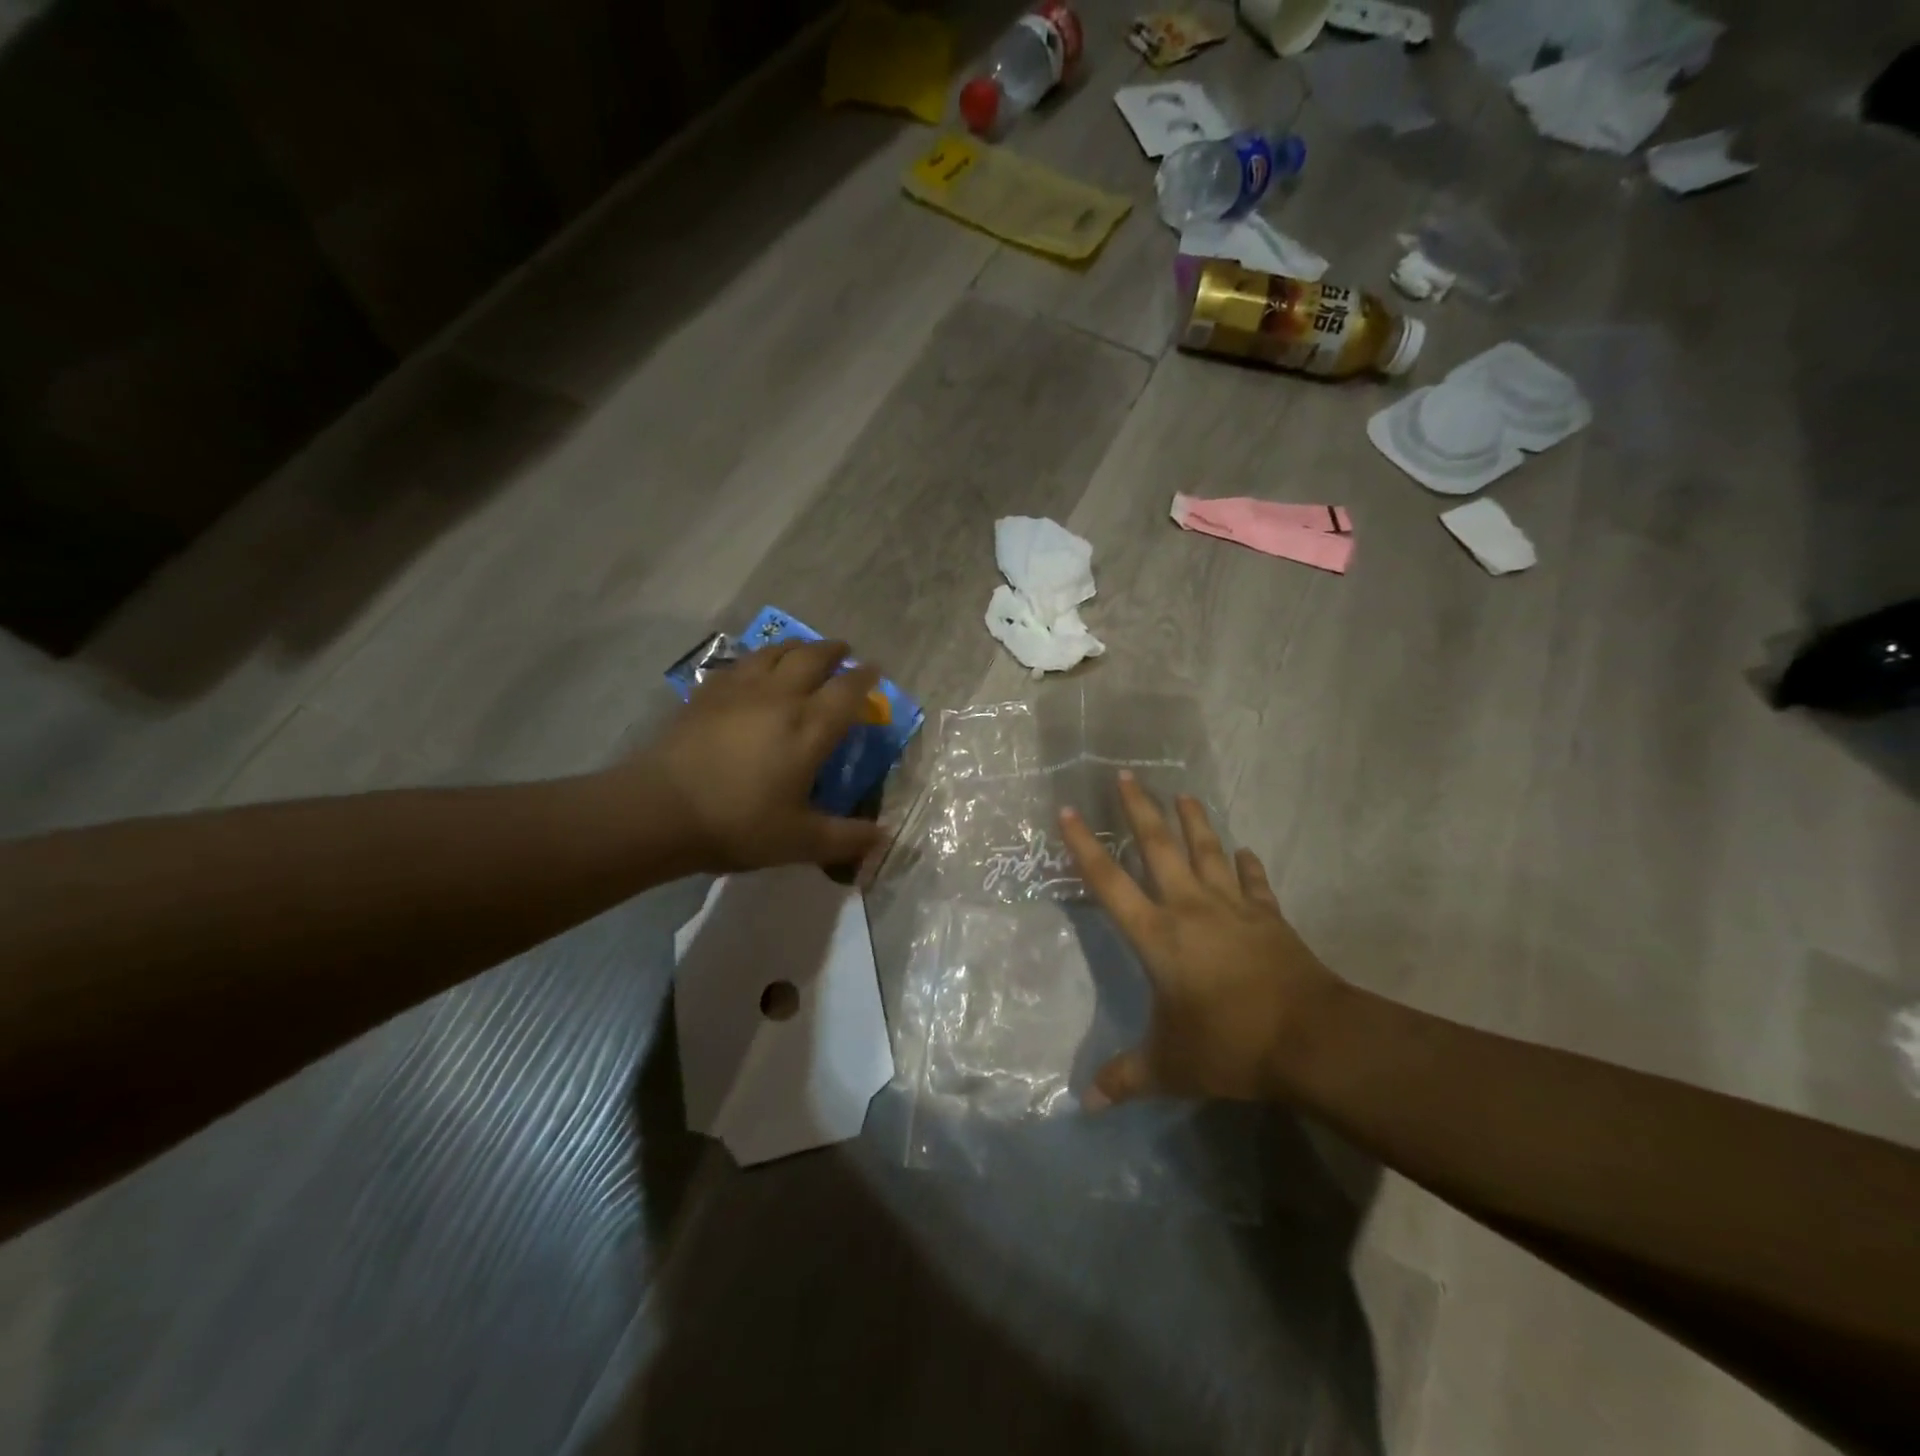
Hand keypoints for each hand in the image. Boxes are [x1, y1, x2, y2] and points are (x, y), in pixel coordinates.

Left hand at [636, 639, 889, 873]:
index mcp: (809, 728)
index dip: (865, 678)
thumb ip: (846, 838)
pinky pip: (740, 664)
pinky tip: (754, 670)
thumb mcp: (801, 842)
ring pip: (775, 652)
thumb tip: (883, 837)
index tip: (875, 670)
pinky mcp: (707, 694)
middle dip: (833, 651)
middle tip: (843, 651)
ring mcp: (740, 691)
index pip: (847, 691)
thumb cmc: (738, 823)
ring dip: (797, 647)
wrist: (661, 809)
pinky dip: (758, 660)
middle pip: (812, 658)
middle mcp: (780, 698)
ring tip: (804, 651)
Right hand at [1059, 771, 1345, 1107]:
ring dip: (1194, 822)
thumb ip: (1126, 1078)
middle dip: (1139, 810)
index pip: (1109, 882)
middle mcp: (1190, 908)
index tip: (1069, 810)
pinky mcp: (1269, 917)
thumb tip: (1088, 1102)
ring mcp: (1233, 908)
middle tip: (1127, 775)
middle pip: (1159, 847)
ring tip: (1184, 793)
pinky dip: (1247, 865)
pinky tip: (1244, 851)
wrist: (1311, 1039)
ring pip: (1207, 852)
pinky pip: (1254, 882)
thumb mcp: (1170, 1066)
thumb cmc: (1229, 1045)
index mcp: (1157, 936)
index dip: (1085, 846)